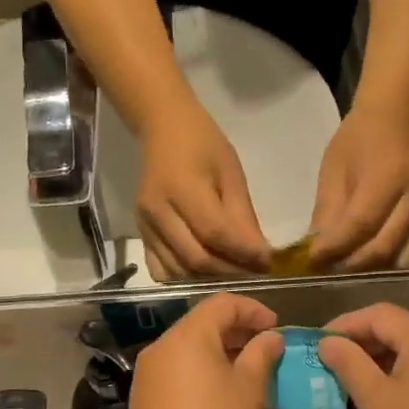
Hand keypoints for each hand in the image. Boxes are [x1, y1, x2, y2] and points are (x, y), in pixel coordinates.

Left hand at [127, 294, 283, 408]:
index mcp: (187, 338)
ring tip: (248, 373)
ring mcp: (147, 375)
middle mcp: (160, 348)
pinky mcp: (143, 400)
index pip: (222, 304)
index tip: (276, 328)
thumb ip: (261, 356)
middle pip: (201, 324)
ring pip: (188, 350)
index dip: (253, 310)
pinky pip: (176, 372)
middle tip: (266, 350)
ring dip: (219, 353)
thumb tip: (270, 337)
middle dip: (236, 331)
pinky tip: (220, 396)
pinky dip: (200, 372)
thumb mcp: (250, 392)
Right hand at [138, 108, 271, 279]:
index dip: (244, 253)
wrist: (163, 129)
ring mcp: (145, 226)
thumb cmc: (203, 144)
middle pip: (196, 258)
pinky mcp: (140, 234)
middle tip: (255, 272)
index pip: (215, 233)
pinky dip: (185, 278)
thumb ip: (243, 217)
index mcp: (182, 188)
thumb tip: (261, 256)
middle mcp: (157, 211)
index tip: (268, 262)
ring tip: (234, 273)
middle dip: (230, 271)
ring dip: (210, 279)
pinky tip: (203, 271)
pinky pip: (161, 270)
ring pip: (179, 270)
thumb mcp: (231, 173)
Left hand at [308, 108, 408, 271]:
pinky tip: (368, 267)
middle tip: (326, 271)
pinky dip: (391, 268)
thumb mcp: (333, 170)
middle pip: (383, 248)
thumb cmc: (357, 141)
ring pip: (403, 260)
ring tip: (346, 273)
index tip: (311, 261)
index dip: (335, 247)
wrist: (395, 119)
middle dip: (351, 266)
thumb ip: (327, 211)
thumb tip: (316, 251)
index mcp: (388, 178)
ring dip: (373, 272)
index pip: (361, 224)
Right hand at [316, 303, 408, 408]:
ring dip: (379, 364)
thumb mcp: (375, 401)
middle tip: (329, 367)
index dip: (344, 325)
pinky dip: (400, 379)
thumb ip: (349, 364)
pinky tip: (382, 404)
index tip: (317, 346)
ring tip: (350, 387)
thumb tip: (328, 341)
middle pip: (398, 330)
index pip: (379, 314)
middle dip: (360, 345)